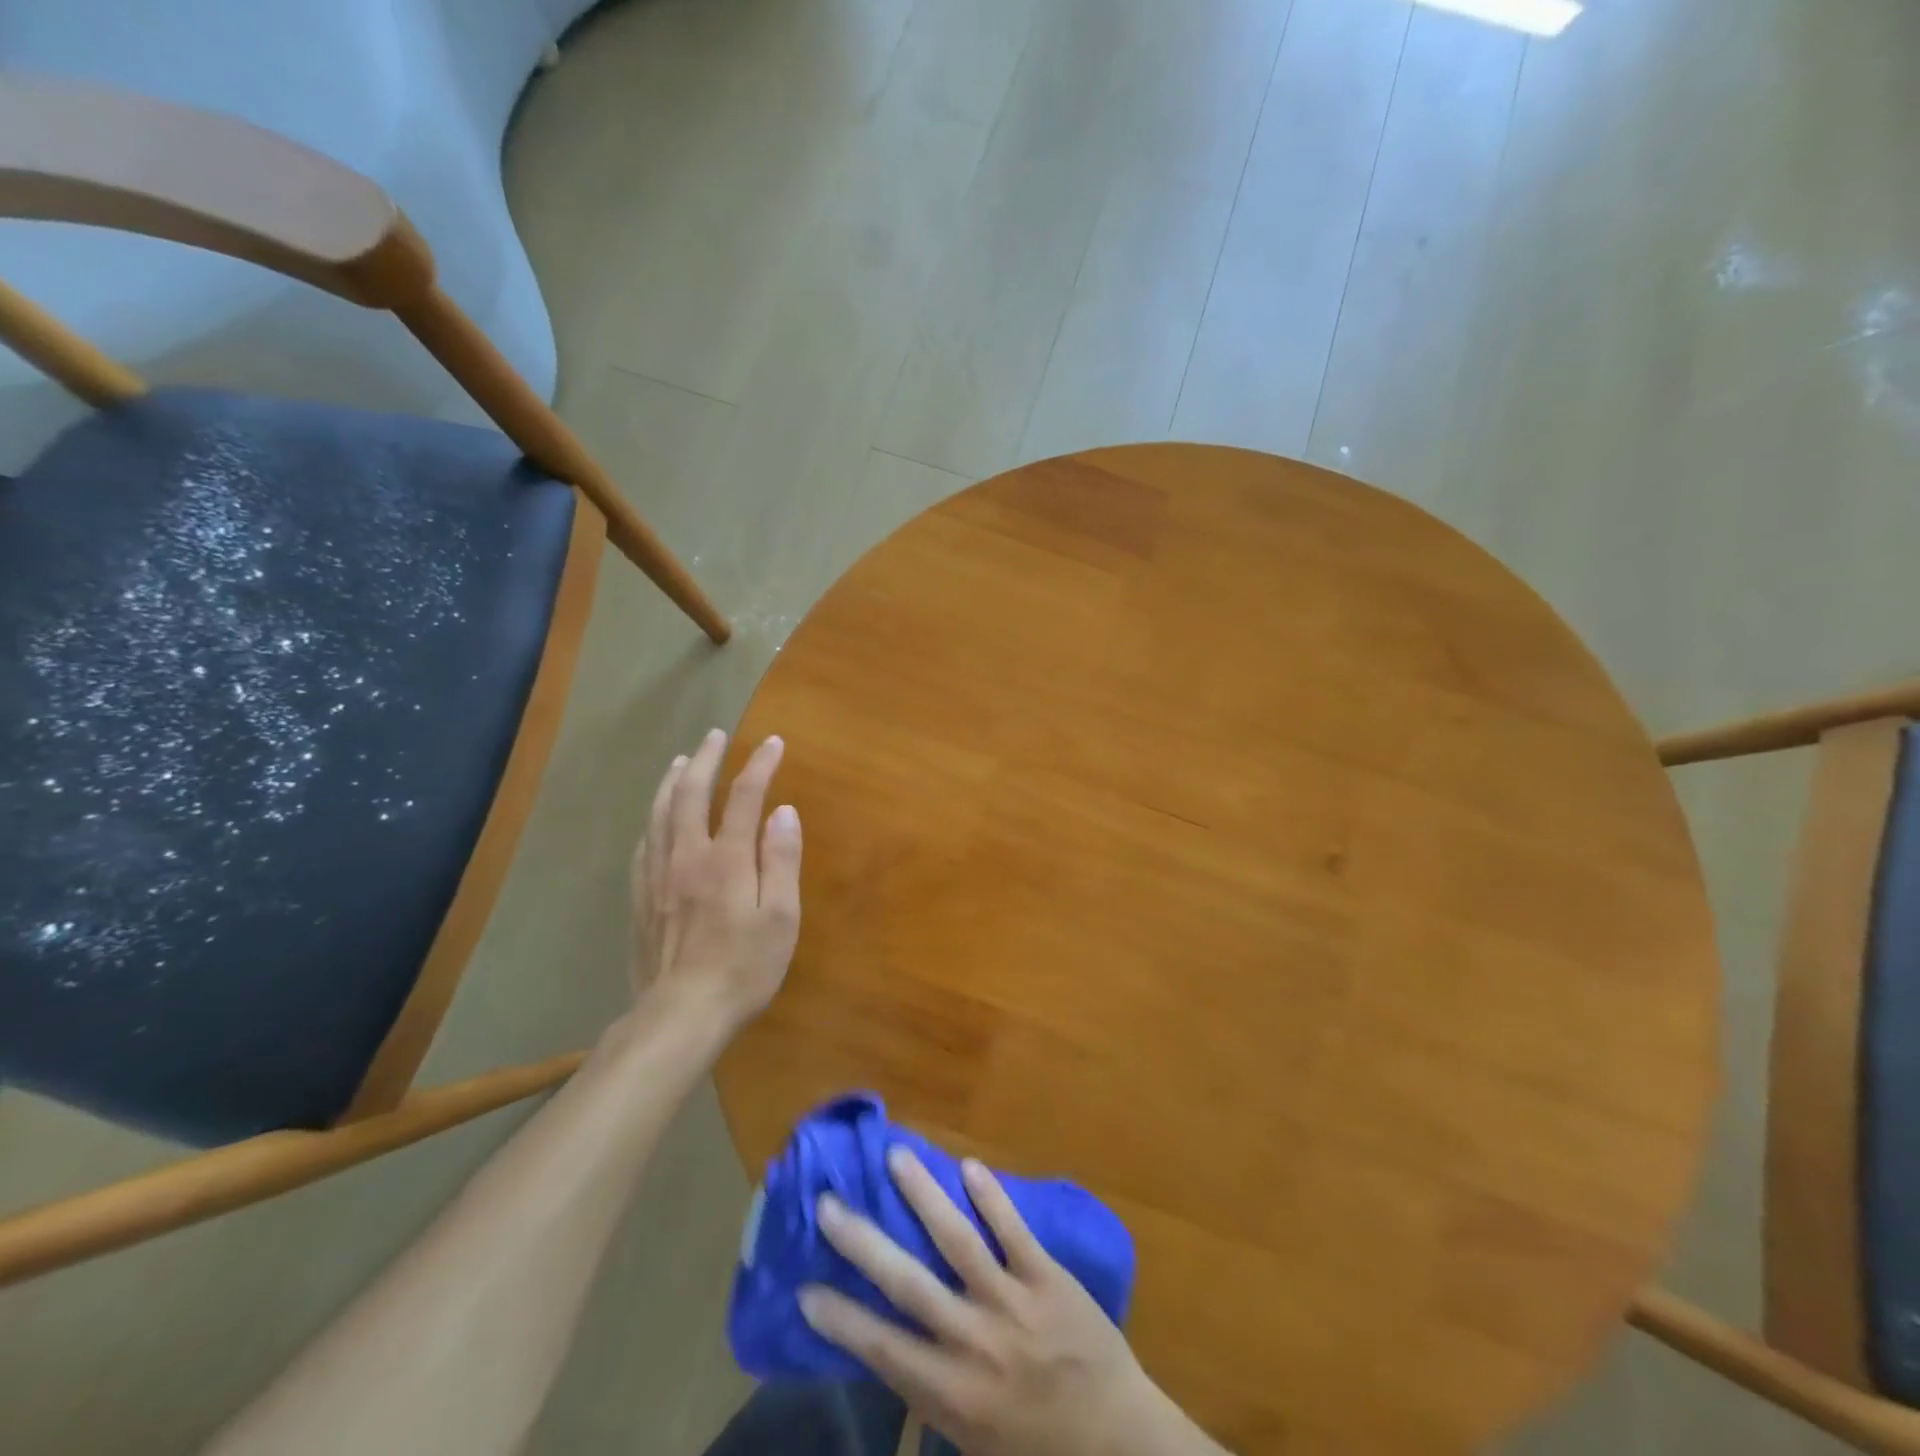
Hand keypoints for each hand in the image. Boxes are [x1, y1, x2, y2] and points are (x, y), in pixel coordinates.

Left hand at [629, 728, 801, 1027]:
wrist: (681, 1014)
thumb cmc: (744, 967)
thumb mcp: (780, 916)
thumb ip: (781, 859)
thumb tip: (783, 811)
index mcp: (725, 858)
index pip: (743, 796)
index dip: (759, 765)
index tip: (773, 742)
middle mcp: (686, 856)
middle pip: (690, 794)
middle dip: (705, 760)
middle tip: (715, 735)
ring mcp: (657, 877)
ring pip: (658, 815)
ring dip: (671, 782)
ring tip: (681, 761)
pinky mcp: (641, 899)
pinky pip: (643, 845)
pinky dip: (652, 820)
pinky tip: (654, 819)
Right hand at [800, 1150, 1206, 1455]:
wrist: (1116, 1441)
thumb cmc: (1034, 1445)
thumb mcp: (971, 1438)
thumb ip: (930, 1391)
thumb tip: (885, 1347)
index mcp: (951, 1392)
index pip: (883, 1347)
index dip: (842, 1318)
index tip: (805, 1286)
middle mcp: (974, 1342)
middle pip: (908, 1284)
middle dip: (863, 1242)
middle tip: (828, 1204)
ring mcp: (1012, 1303)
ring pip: (959, 1241)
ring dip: (924, 1196)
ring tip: (895, 1158)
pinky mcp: (1048, 1278)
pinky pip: (1015, 1231)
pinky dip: (991, 1197)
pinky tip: (968, 1166)